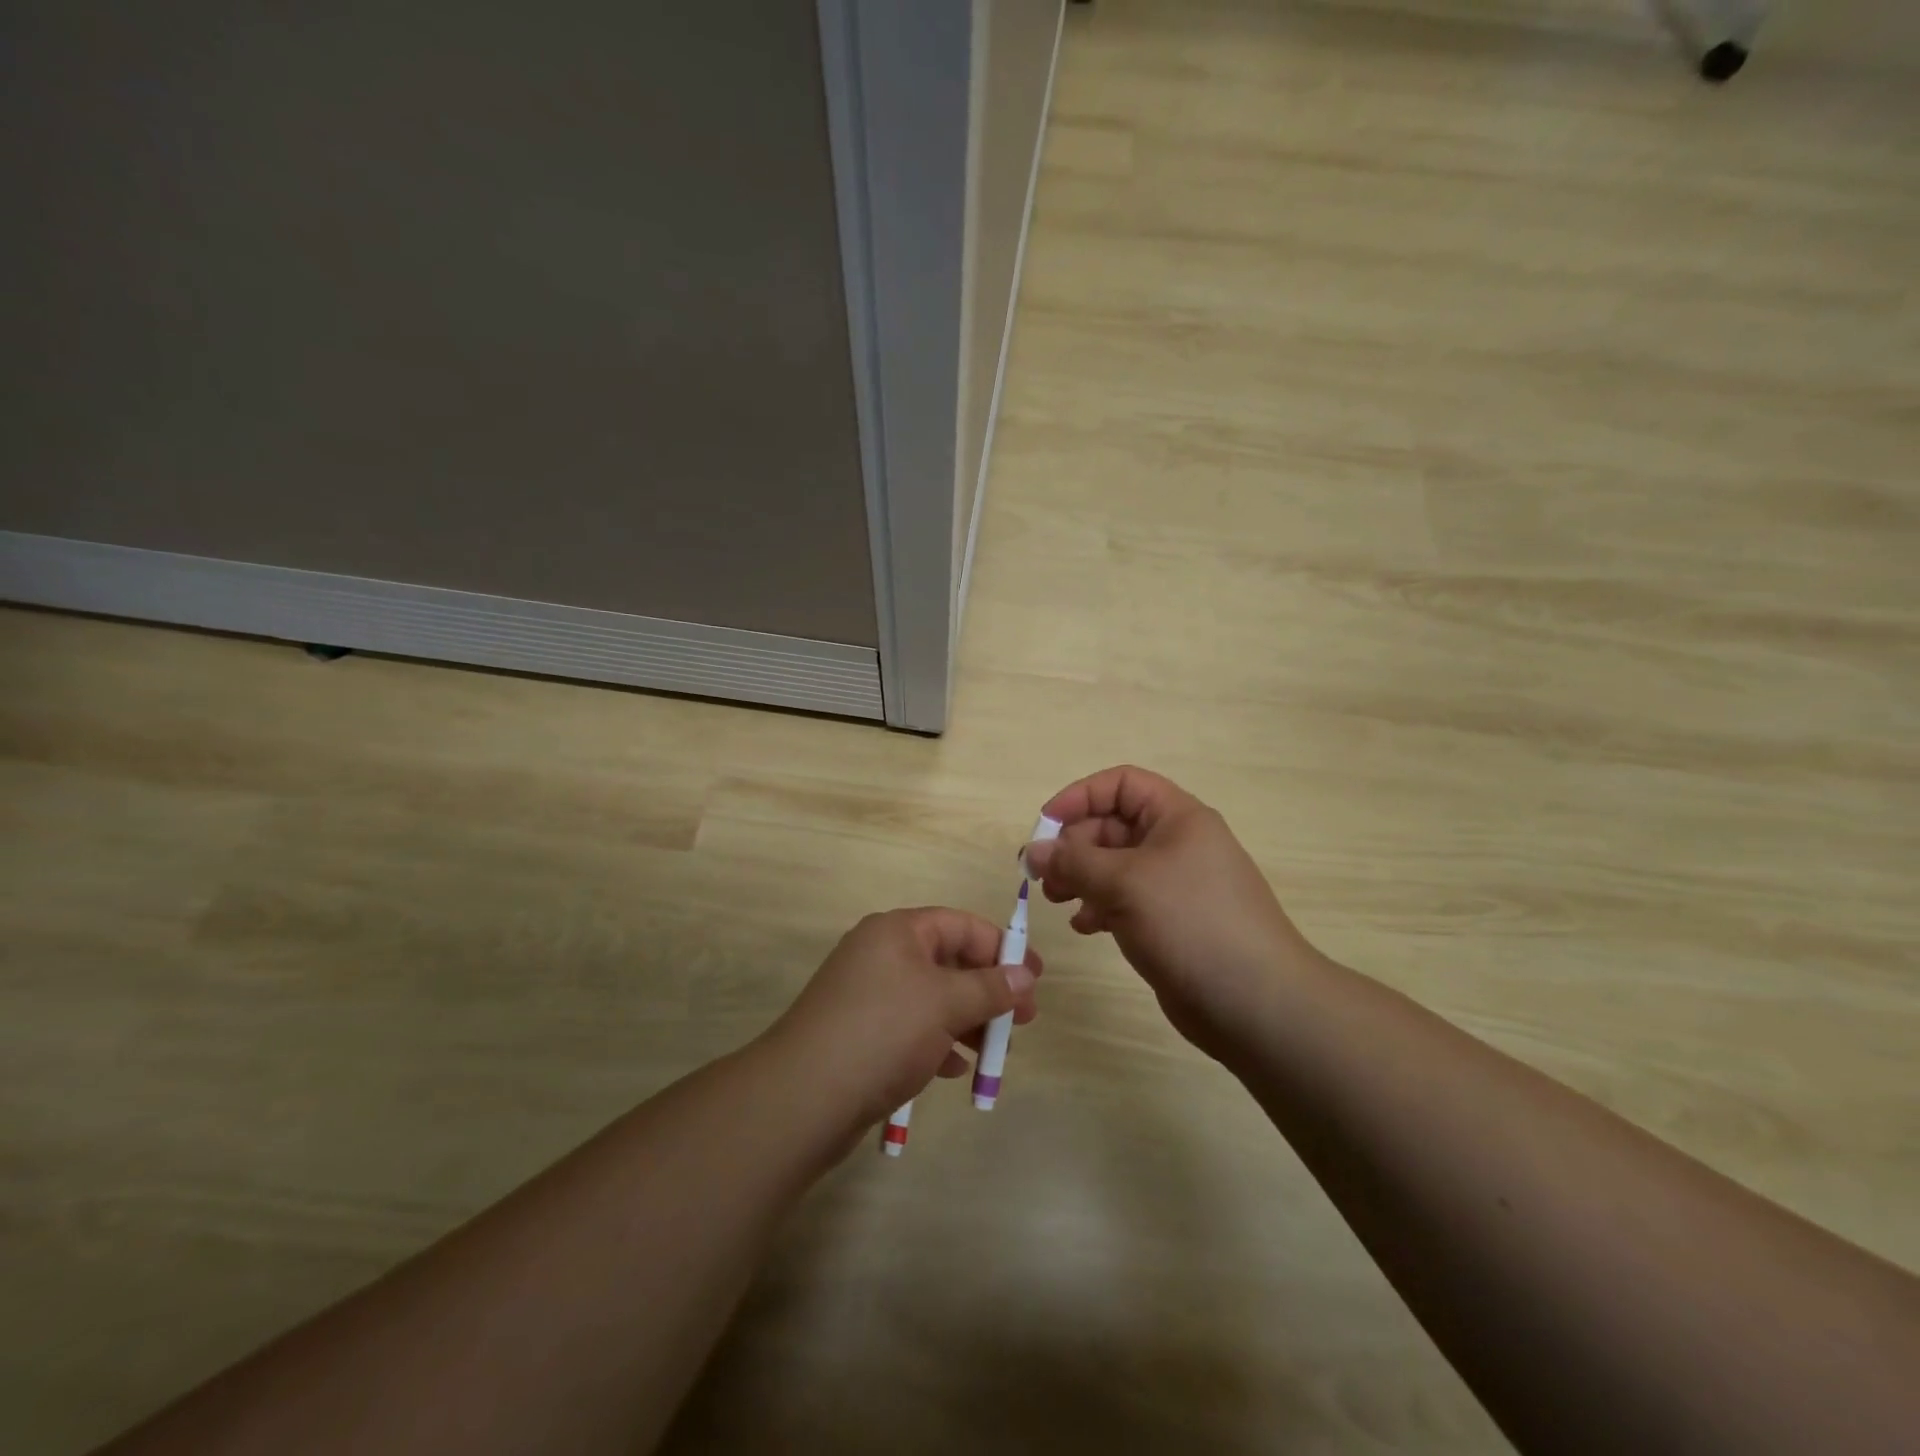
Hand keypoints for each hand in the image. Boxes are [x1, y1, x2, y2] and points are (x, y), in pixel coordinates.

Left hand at [765, 908, 1042, 1130]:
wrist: (804, 1096)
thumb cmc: (883, 1032)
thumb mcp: (946, 1003)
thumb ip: (990, 987)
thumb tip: (1025, 975)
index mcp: (897, 932)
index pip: (960, 925)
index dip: (1000, 947)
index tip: (1034, 977)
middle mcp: (881, 955)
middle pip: (948, 962)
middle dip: (988, 990)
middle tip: (1023, 1020)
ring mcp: (868, 995)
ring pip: (932, 998)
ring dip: (967, 1020)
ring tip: (995, 1052)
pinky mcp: (861, 1033)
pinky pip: (911, 1027)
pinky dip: (938, 1042)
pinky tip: (955, 1070)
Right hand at [1025, 765, 1315, 1058]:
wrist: (1255, 1002)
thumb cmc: (1190, 922)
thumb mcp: (1125, 882)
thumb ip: (1073, 861)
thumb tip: (1032, 851)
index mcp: (1177, 817)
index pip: (1122, 784)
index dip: (1081, 796)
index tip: (1045, 825)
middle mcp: (1177, 843)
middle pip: (1113, 826)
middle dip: (1074, 845)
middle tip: (1041, 874)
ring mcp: (1175, 884)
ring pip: (1115, 865)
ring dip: (1081, 877)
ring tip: (1056, 900)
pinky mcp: (1170, 921)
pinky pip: (1125, 900)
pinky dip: (1099, 906)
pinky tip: (1085, 927)